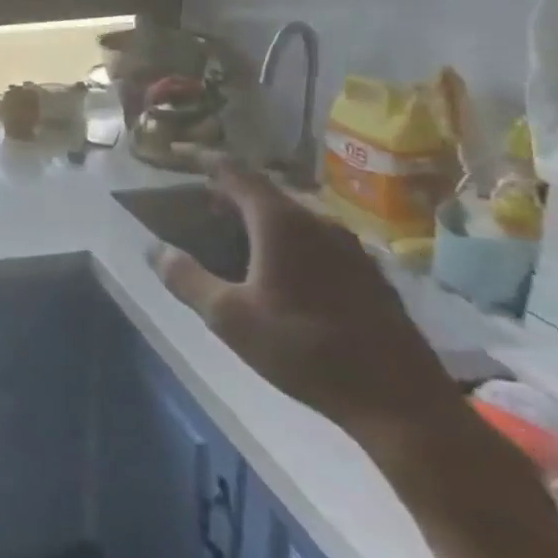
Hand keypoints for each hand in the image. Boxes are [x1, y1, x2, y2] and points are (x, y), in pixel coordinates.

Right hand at [153, 161, 464, 454]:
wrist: (401, 403)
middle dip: (227, 193)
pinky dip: (284, 241)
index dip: (202, 159)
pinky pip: (314, 240)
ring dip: (256, 220)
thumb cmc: (304, 350)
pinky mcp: (368, 275)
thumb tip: (156, 250)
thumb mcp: (229, 318)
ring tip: (230, 238)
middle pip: (264, 192)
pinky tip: (276, 273)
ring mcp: (350, 248)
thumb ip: (187, 279)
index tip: (176, 154)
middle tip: (197, 206)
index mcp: (281, 222)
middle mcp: (318, 222)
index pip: (234, 171)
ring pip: (291, 218)